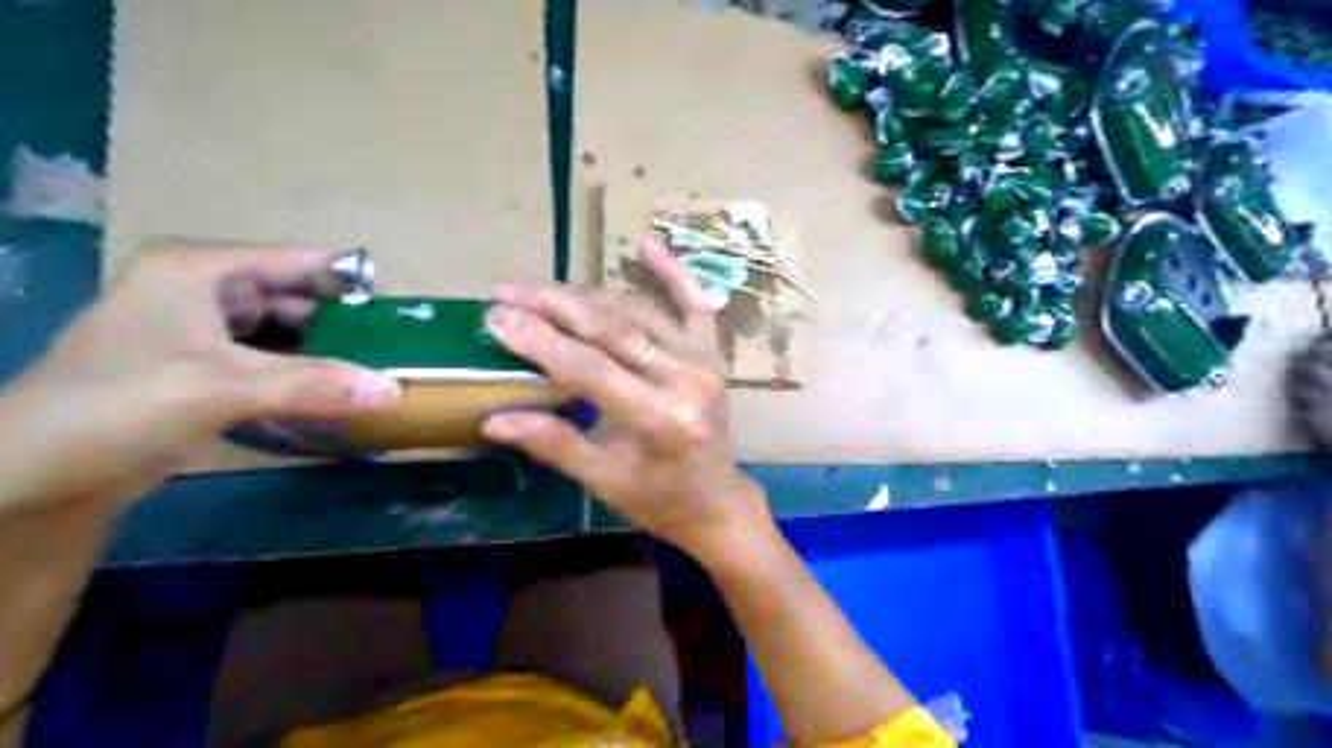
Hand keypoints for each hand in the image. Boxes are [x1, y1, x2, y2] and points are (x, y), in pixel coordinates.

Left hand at [0, 242, 395, 512]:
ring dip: (324, 355)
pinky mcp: (201, 369)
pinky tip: (333, 395)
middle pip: (294, 298)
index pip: (296, 261)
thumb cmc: (118, 405)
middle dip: (341, 326)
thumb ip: (315, 385)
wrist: (31, 473)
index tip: (396, 315)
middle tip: (392, 352)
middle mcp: (203, 291)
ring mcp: (200, 331)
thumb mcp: (223, 388)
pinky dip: (300, 377)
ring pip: (284, 333)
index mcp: (200, 270)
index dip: (348, 283)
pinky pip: (269, 363)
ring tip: (374, 374)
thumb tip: (395, 388)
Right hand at [483, 236, 771, 556]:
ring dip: (590, 296)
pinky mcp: (714, 354)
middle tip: (508, 292)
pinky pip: (696, 304)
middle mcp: (685, 379)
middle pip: (612, 329)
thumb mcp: (603, 480)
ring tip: (544, 290)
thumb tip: (493, 419)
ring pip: (640, 312)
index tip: (496, 317)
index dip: (540, 341)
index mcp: (657, 418)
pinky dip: (673, 273)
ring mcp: (705, 361)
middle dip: (555, 306)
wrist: (717, 501)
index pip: (588, 367)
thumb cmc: (658, 499)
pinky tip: (647, 243)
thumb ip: (554, 444)